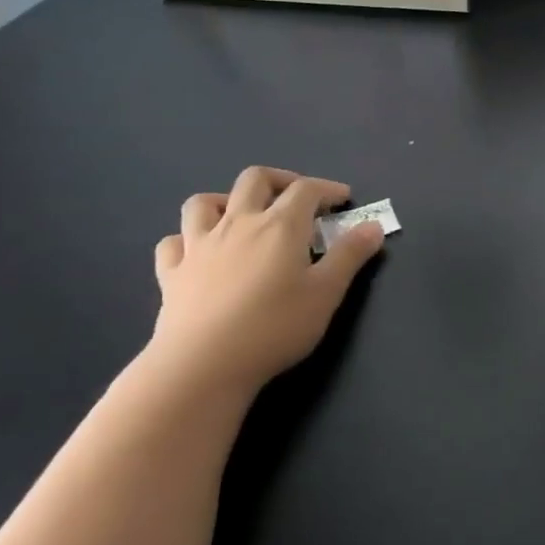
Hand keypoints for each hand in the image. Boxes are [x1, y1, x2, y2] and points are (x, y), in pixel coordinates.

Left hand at [147, 165, 383, 394]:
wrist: (203, 365)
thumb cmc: (274, 327)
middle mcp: (238, 223)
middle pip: (255, 179)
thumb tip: (373, 225)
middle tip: (297, 199)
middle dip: (281, 180)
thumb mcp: (326, 293)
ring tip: (243, 216)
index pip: (306, 189)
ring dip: (226, 200)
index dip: (328, 188)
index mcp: (280, 225)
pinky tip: (199, 252)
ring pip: (204, 202)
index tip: (343, 200)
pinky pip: (173, 242)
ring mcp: (199, 246)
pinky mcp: (171, 273)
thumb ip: (350, 255)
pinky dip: (187, 239)